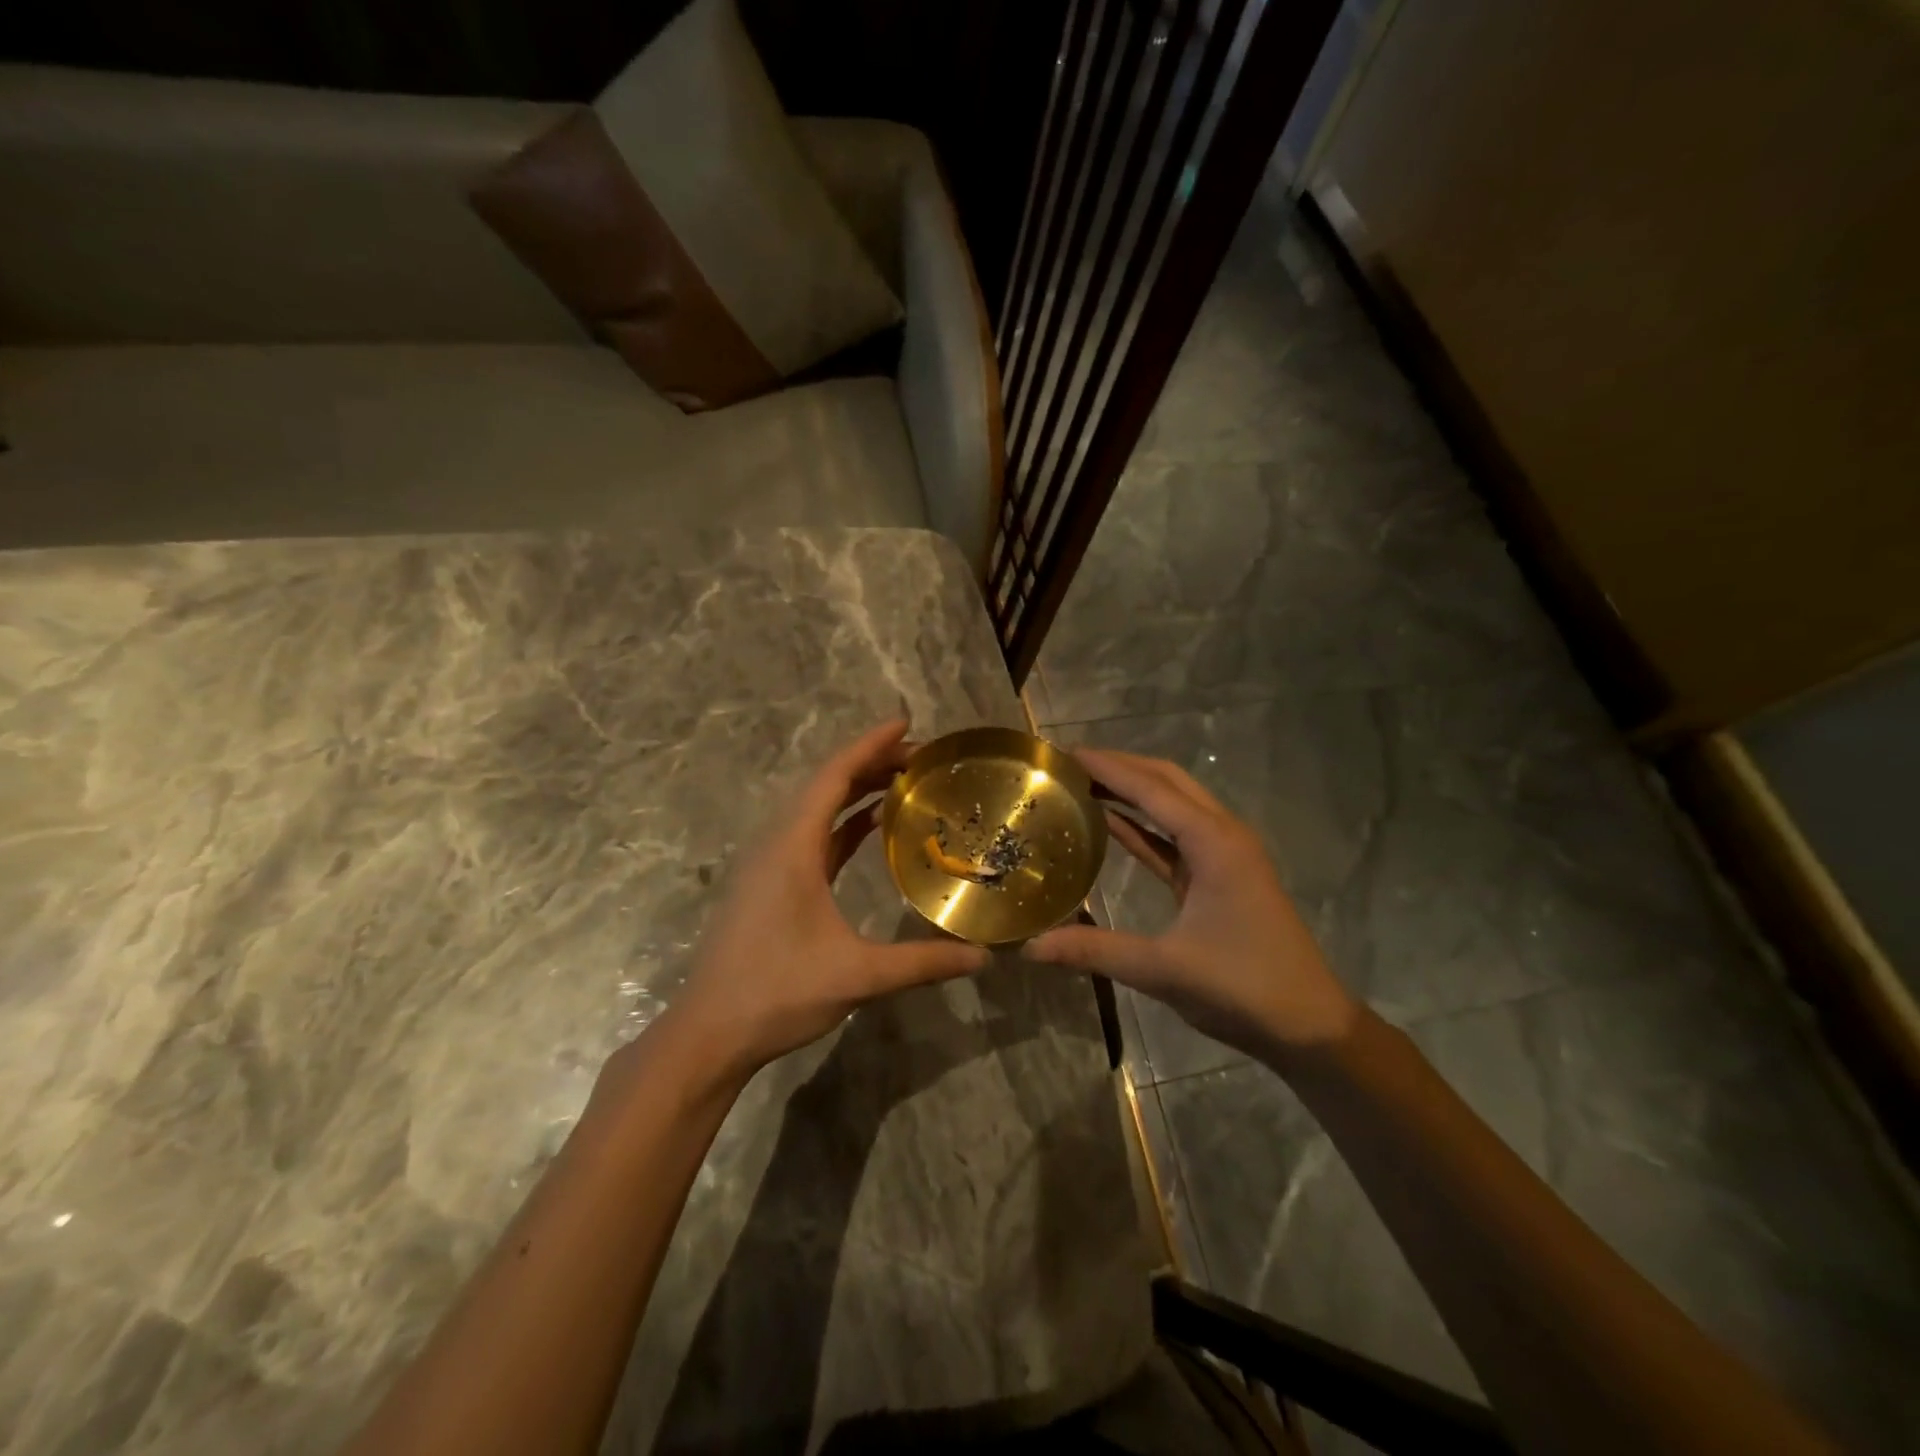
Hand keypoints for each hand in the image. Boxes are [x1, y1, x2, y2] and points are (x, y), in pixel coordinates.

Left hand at [668, 720, 988, 1078]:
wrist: (710, 1033)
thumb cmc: (778, 993)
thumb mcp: (858, 976)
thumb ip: (923, 962)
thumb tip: (983, 956)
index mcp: (792, 847)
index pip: (833, 776)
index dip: (869, 745)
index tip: (905, 723)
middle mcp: (777, 843)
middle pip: (825, 784)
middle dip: (871, 763)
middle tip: (921, 758)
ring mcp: (769, 863)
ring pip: (816, 809)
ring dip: (855, 790)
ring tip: (903, 782)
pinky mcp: (770, 884)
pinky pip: (811, 835)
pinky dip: (842, 821)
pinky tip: (871, 826)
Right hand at [1027, 748, 1358, 1060]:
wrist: (1309, 1025)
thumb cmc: (1244, 988)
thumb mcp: (1164, 969)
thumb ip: (1095, 951)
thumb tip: (1032, 946)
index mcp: (1214, 843)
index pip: (1152, 789)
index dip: (1107, 768)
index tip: (1064, 753)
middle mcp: (1222, 836)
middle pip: (1167, 782)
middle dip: (1120, 767)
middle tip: (1069, 764)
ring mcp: (1223, 855)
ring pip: (1173, 805)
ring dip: (1131, 791)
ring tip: (1082, 783)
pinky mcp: (1219, 876)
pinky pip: (1174, 836)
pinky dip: (1142, 824)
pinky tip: (1109, 823)